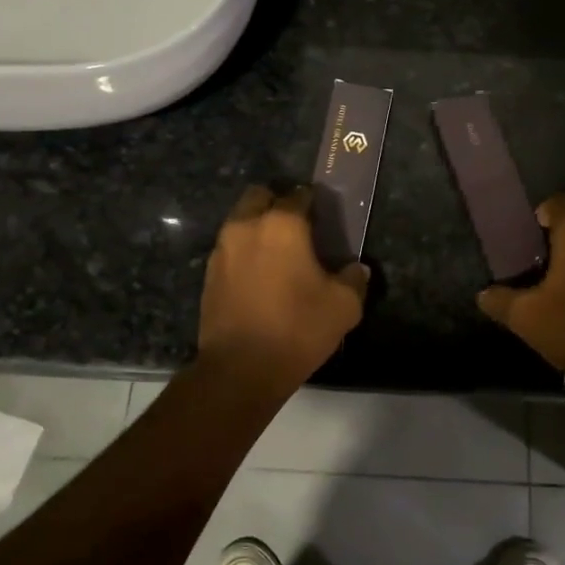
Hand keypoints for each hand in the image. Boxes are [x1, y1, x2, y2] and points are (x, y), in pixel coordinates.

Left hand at [198, 185, 368, 387]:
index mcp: (282, 225)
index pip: (298, 195)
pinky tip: (259, 277)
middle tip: (296, 228)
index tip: (322, 216)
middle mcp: (247, 226)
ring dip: (257, 228)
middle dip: (276, 204)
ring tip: (277, 254)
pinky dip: (243, 253)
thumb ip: (353, 280)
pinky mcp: (208, 274)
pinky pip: (229, 249)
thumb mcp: (343, 307)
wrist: (240, 369)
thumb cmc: (297, 328)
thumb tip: (356, 269)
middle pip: (259, 196)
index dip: (312, 201)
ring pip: (240, 221)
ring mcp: (222, 250)